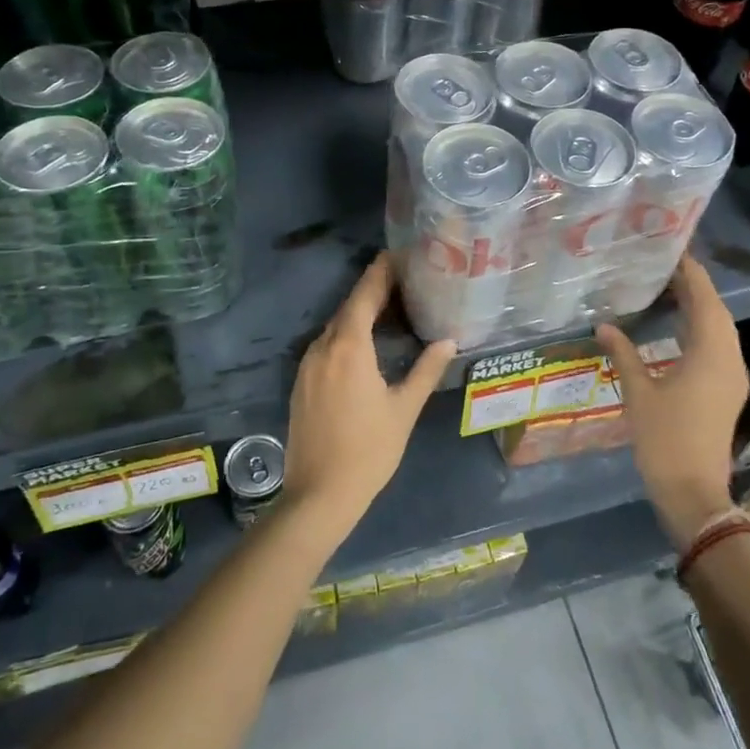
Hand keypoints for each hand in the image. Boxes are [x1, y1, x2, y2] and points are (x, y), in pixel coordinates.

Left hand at [282, 253, 454, 536]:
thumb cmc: (369, 450)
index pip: (365, 295)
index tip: (397, 253)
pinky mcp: (301, 383)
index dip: (380, 271)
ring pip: (335, 327)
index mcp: (349, 347)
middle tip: (403, 279)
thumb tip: (448, 340)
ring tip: (388, 307)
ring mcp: (307, 365)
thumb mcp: (404, 409)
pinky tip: (363, 344)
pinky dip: (346, 335)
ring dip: (358, 313)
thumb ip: (426, 370)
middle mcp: (323, 347)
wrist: (318, 495)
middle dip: (373, 290)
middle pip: (349, 308)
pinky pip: (325, 345)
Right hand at [595, 254, 747, 549]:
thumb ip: (623, 355)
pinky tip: (676, 328)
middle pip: (717, 312)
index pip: (705, 301)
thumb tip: (604, 325)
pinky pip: (718, 346)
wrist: (694, 494)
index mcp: (710, 355)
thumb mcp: (638, 394)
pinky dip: (700, 329)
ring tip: (668, 289)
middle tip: (664, 267)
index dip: (691, 274)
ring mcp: (732, 377)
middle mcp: (729, 360)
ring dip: (699, 307)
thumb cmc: (665, 441)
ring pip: (720, 330)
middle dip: (695, 287)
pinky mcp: (727, 391)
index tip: (673, 251)